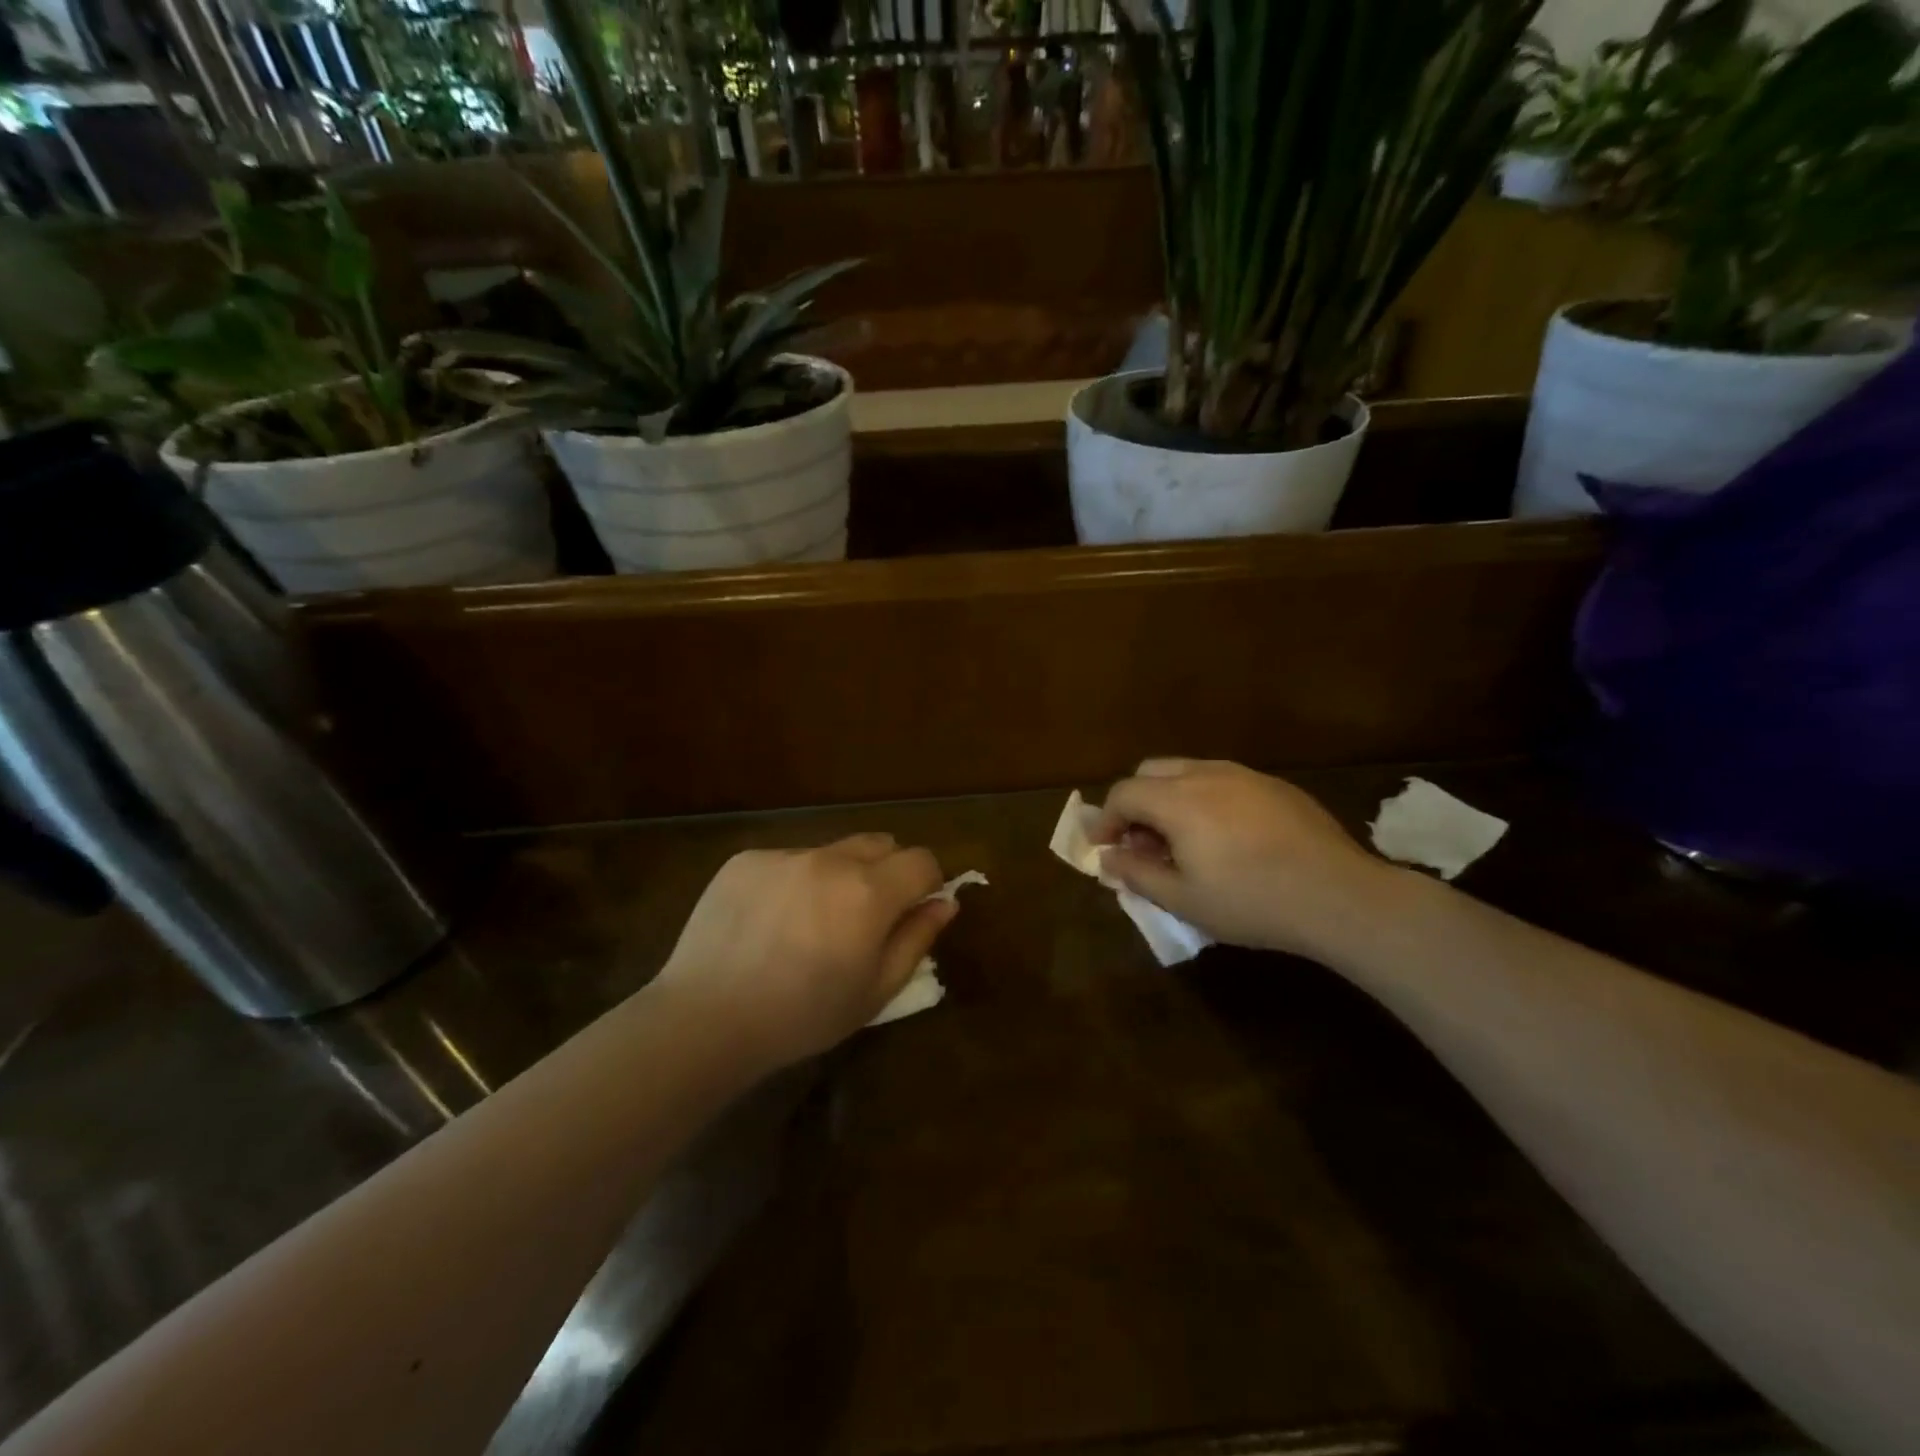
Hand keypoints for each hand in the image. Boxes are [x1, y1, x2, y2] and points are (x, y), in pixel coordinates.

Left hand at [653, 834, 954, 1069]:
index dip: (927, 883)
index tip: (913, 911)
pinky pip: (788, 859)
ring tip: (810, 923)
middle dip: (887, 872)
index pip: (922, 860)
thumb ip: (917, 939)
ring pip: (832, 851)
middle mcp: (830, 859)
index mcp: (869, 892)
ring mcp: (784, 855)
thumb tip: (945, 903)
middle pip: (880, 843)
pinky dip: (794, 881)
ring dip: (838, 876)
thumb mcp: (875, 991)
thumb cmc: (802, 1016)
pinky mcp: (745, 859)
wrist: (706, 1019)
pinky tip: (769, 922)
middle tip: (865, 917)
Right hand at [1093, 758, 1399, 958]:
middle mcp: (1207, 774)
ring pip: (1189, 771)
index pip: (1124, 793)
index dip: (1106, 820)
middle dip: (1135, 803)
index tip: (1104, 847)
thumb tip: (1107, 858)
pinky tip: (1225, 837)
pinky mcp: (1276, 786)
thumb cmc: (1252, 901)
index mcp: (1179, 799)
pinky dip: (1205, 800)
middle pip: (1151, 772)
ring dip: (1170, 799)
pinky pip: (1224, 781)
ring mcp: (1245, 775)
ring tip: (1181, 840)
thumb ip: (1136, 873)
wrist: (1339, 896)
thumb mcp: (1183, 899)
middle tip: (1140, 842)